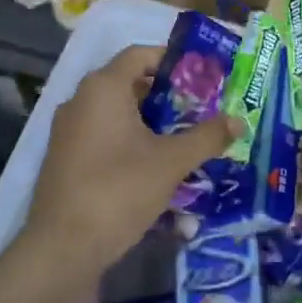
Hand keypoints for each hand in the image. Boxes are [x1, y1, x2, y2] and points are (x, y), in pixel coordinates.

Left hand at [23, 45, 235, 273]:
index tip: (203, 77)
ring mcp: (69, 131)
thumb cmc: (119, 190)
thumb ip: (206, 137)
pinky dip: (130, 141)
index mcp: (103, 88)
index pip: (140, 54)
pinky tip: (156, 166)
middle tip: (202, 110)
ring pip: (117, 113)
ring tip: (185, 138)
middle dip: (167, 96)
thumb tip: (238, 122)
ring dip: (151, 122)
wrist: (63, 248)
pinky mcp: (66, 158)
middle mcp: (81, 100)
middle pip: (130, 84)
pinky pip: (104, 136)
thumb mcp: (171, 162)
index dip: (173, 61)